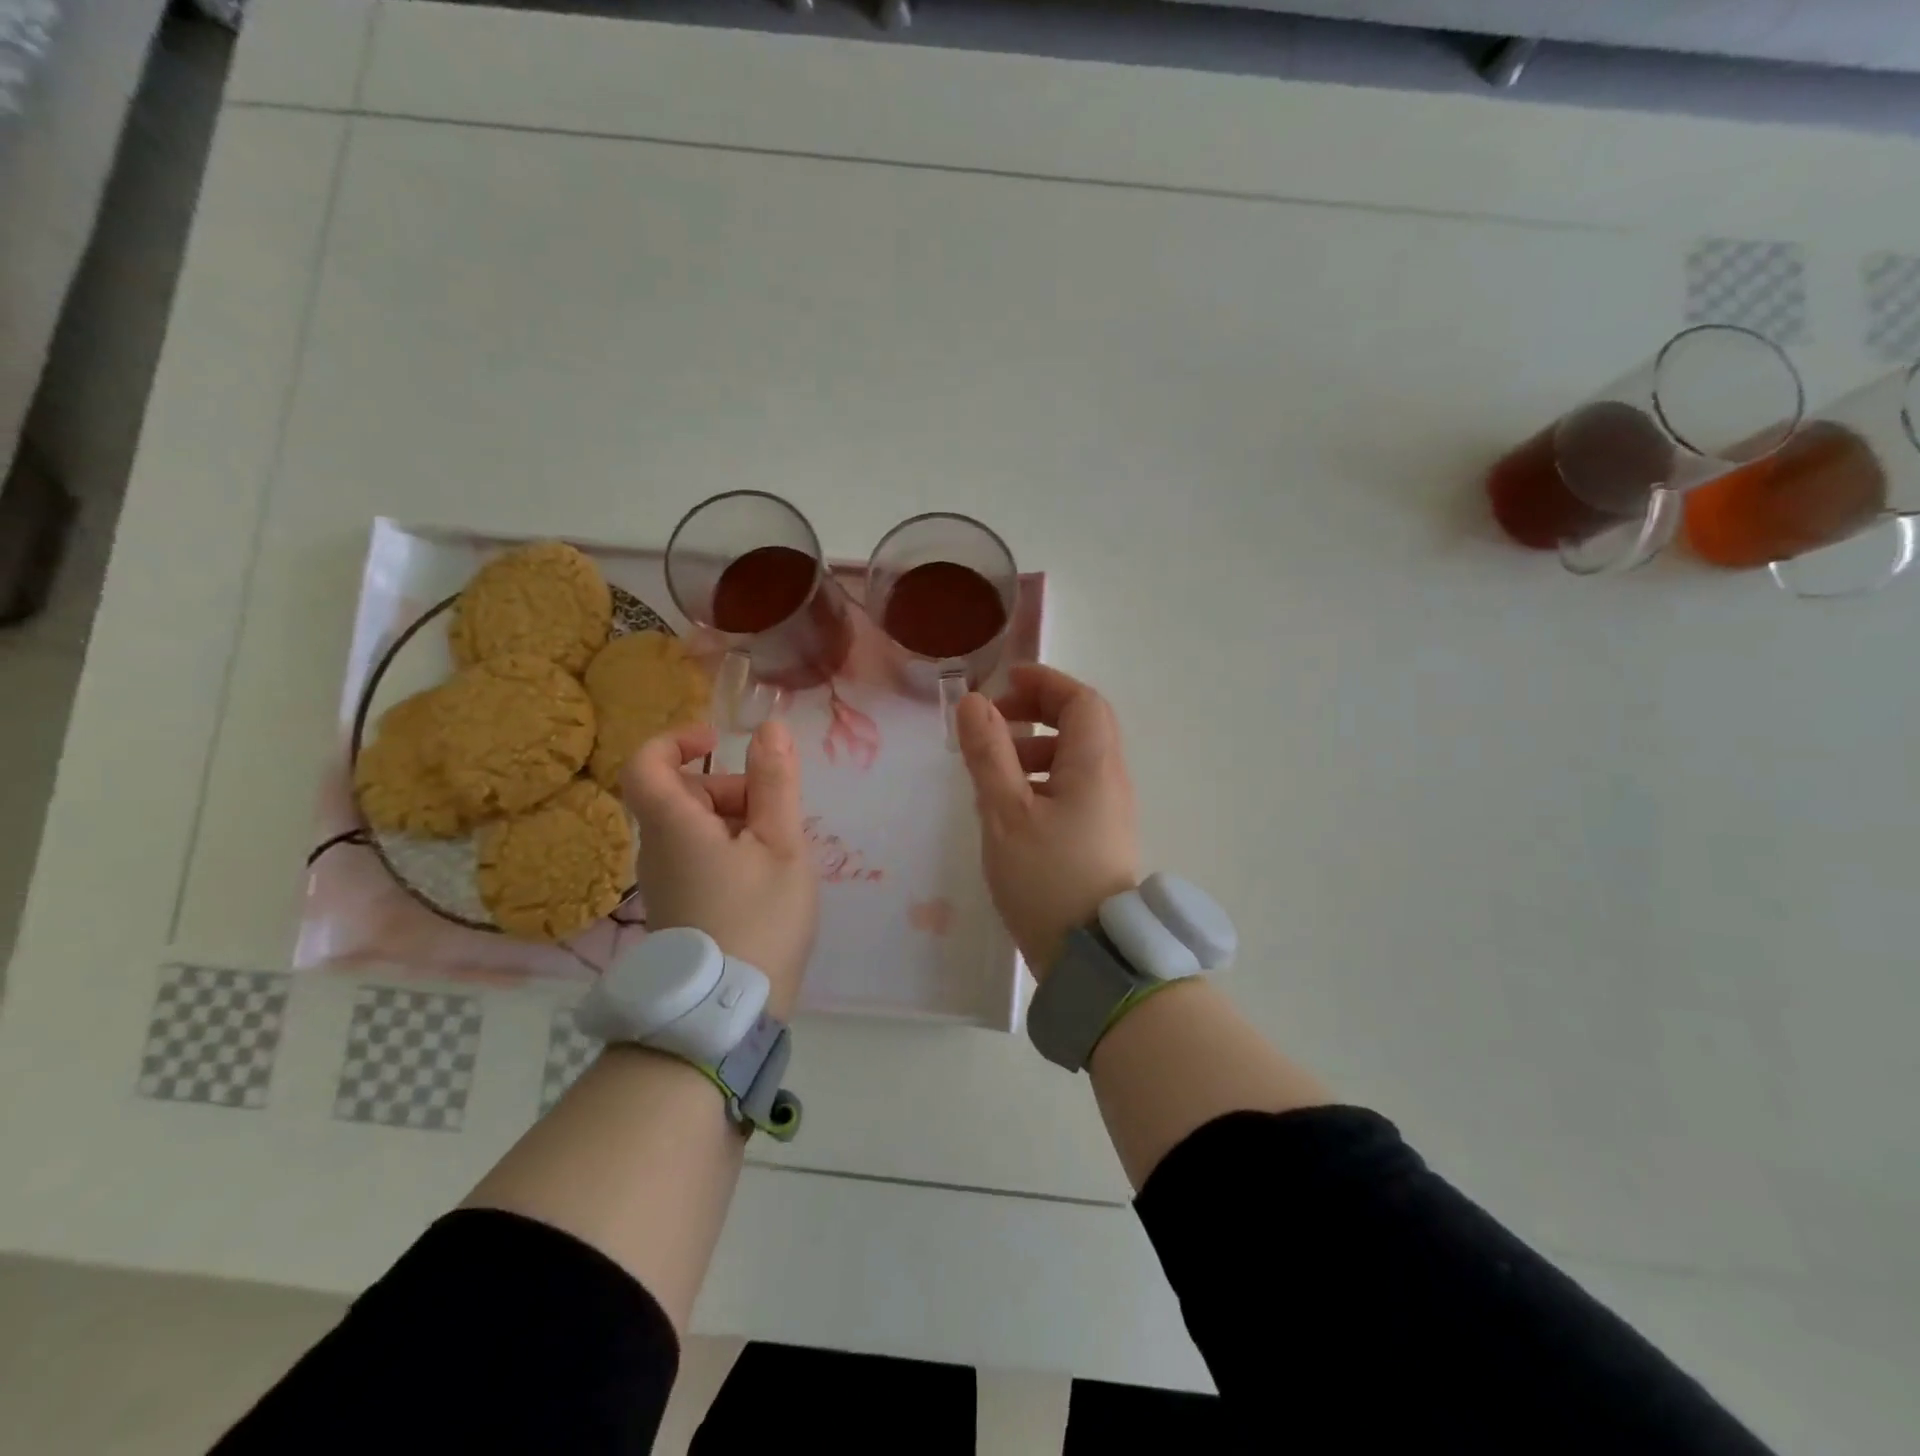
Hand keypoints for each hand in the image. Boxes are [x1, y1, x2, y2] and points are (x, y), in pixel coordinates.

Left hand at [621, 720, 816, 1019]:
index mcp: (674, 826)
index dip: (676, 740)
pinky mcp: (677, 904)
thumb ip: (776, 782)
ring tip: (777, 851)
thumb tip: (769, 728)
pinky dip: (729, 847)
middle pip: (680, 793)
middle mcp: (657, 848)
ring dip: (735, 819)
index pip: (645, 763)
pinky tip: (763, 876)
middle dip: (729, 787)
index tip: (718, 741)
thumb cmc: (759, 918)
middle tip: (775, 814)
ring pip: (692, 825)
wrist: (728, 1011)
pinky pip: (697, 854)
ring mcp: (664, 880)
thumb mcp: (780, 844)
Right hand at [955, 665, 1140, 978]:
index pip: (1081, 701)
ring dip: (1034, 749)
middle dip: (1037, 713)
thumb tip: (975, 702)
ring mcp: (1109, 811)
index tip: (1005, 682)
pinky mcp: (1100, 838)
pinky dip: (1040, 781)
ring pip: (1074, 760)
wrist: (1092, 957)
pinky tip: (1010, 809)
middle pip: (1082, 725)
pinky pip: (1072, 789)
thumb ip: (988, 753)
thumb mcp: (1006, 811)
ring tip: (992, 773)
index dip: (1045, 682)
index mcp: (1094, 765)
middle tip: (994, 723)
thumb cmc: (1047, 878)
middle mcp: (1110, 781)